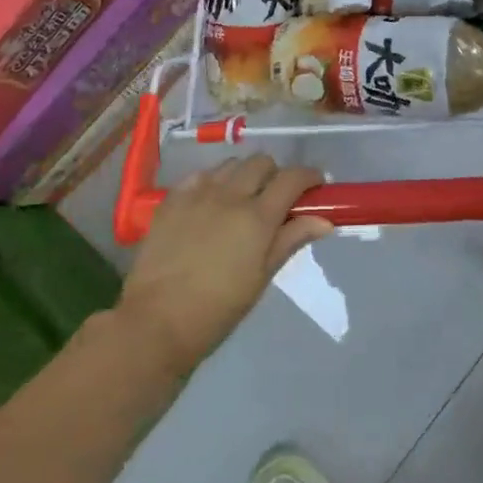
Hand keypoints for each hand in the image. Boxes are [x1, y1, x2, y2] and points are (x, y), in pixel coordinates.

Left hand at [116, 155, 330, 376]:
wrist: (158, 320)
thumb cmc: (219, 308)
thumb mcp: (262, 276)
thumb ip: (291, 240)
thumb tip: (325, 221)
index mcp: (258, 217)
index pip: (292, 178)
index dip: (309, 176)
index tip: (316, 186)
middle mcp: (230, 194)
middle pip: (261, 162)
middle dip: (275, 174)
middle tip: (276, 199)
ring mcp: (198, 193)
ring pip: (231, 164)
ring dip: (244, 175)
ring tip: (241, 200)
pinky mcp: (172, 198)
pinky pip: (200, 175)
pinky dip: (213, 182)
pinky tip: (210, 203)